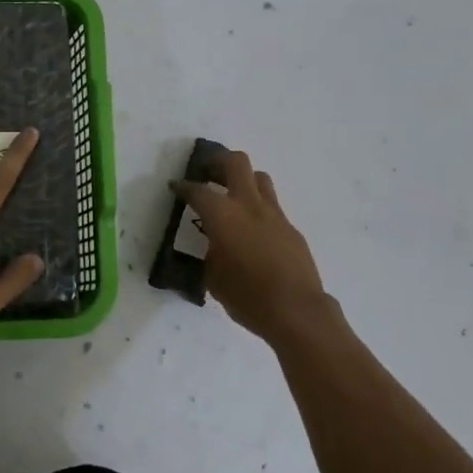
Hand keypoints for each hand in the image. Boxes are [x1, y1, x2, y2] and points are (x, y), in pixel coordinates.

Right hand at [173, 151, 332, 342]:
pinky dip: (258, 210)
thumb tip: (216, 245)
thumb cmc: (247, 296)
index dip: (184, 186)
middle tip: (207, 172)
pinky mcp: (291, 229)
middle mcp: (249, 206)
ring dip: (243, 180)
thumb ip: (211, 252)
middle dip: (219, 161)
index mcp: (223, 216)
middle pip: (236, 163)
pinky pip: (272, 207)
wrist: (296, 311)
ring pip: (260, 179)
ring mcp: (274, 215)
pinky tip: (252, 231)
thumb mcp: (213, 277)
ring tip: (232, 195)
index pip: (198, 191)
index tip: (176, 186)